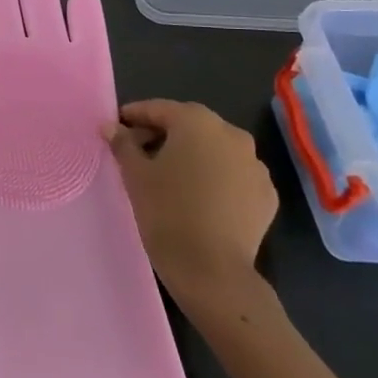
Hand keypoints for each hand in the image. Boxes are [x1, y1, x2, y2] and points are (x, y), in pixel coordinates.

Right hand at [105, 99, 275, 307]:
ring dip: (191, 155)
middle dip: (163, 134)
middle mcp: (231, 134)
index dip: (134, 116)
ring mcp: (255, 165)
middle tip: (138, 152)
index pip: (159, 109)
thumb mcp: (135, 174)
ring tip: (169, 176)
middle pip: (190, 125)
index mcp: (197, 122)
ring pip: (214, 149)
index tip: (116, 127)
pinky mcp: (266, 194)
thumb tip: (111, 127)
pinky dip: (215, 177)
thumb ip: (123, 144)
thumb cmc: (166, 211)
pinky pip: (233, 175)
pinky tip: (198, 196)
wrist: (212, 269)